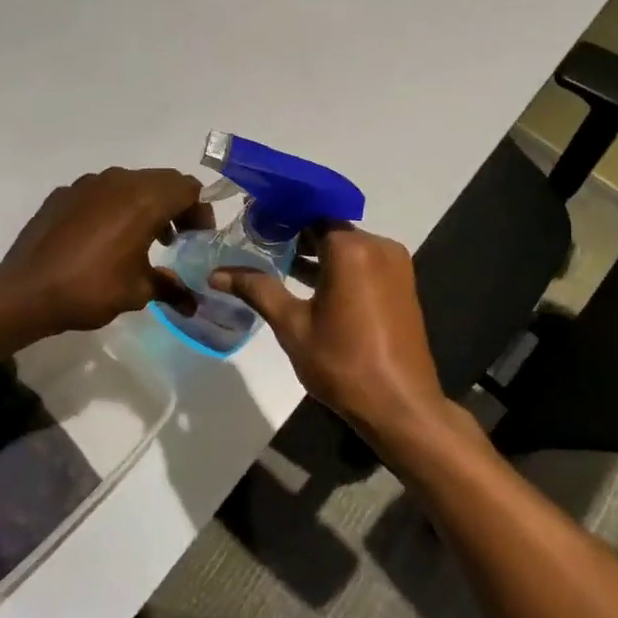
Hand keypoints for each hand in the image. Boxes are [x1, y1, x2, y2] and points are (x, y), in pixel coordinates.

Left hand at [2, 168, 209, 333]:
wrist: (26, 291)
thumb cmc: (91, 288)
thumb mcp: (138, 292)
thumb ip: (170, 287)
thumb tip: (192, 302)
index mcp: (144, 200)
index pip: (188, 188)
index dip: (200, 211)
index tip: (198, 238)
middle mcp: (119, 181)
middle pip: (161, 182)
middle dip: (175, 207)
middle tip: (176, 239)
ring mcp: (88, 184)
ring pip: (130, 184)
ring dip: (144, 206)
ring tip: (142, 241)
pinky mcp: (64, 193)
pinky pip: (101, 193)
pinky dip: (114, 208)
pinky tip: (104, 240)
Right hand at [212, 225, 455, 448]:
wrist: (400, 405)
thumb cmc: (342, 362)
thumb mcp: (292, 325)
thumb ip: (257, 290)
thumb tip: (216, 274)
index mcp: (352, 249)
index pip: (311, 212)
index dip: (281, 213)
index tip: (253, 220)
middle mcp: (379, 246)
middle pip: (330, 228)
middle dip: (296, 233)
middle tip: (258, 242)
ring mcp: (395, 266)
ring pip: (348, 247)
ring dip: (317, 253)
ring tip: (276, 262)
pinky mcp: (401, 285)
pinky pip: (364, 263)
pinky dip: (338, 267)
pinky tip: (309, 283)